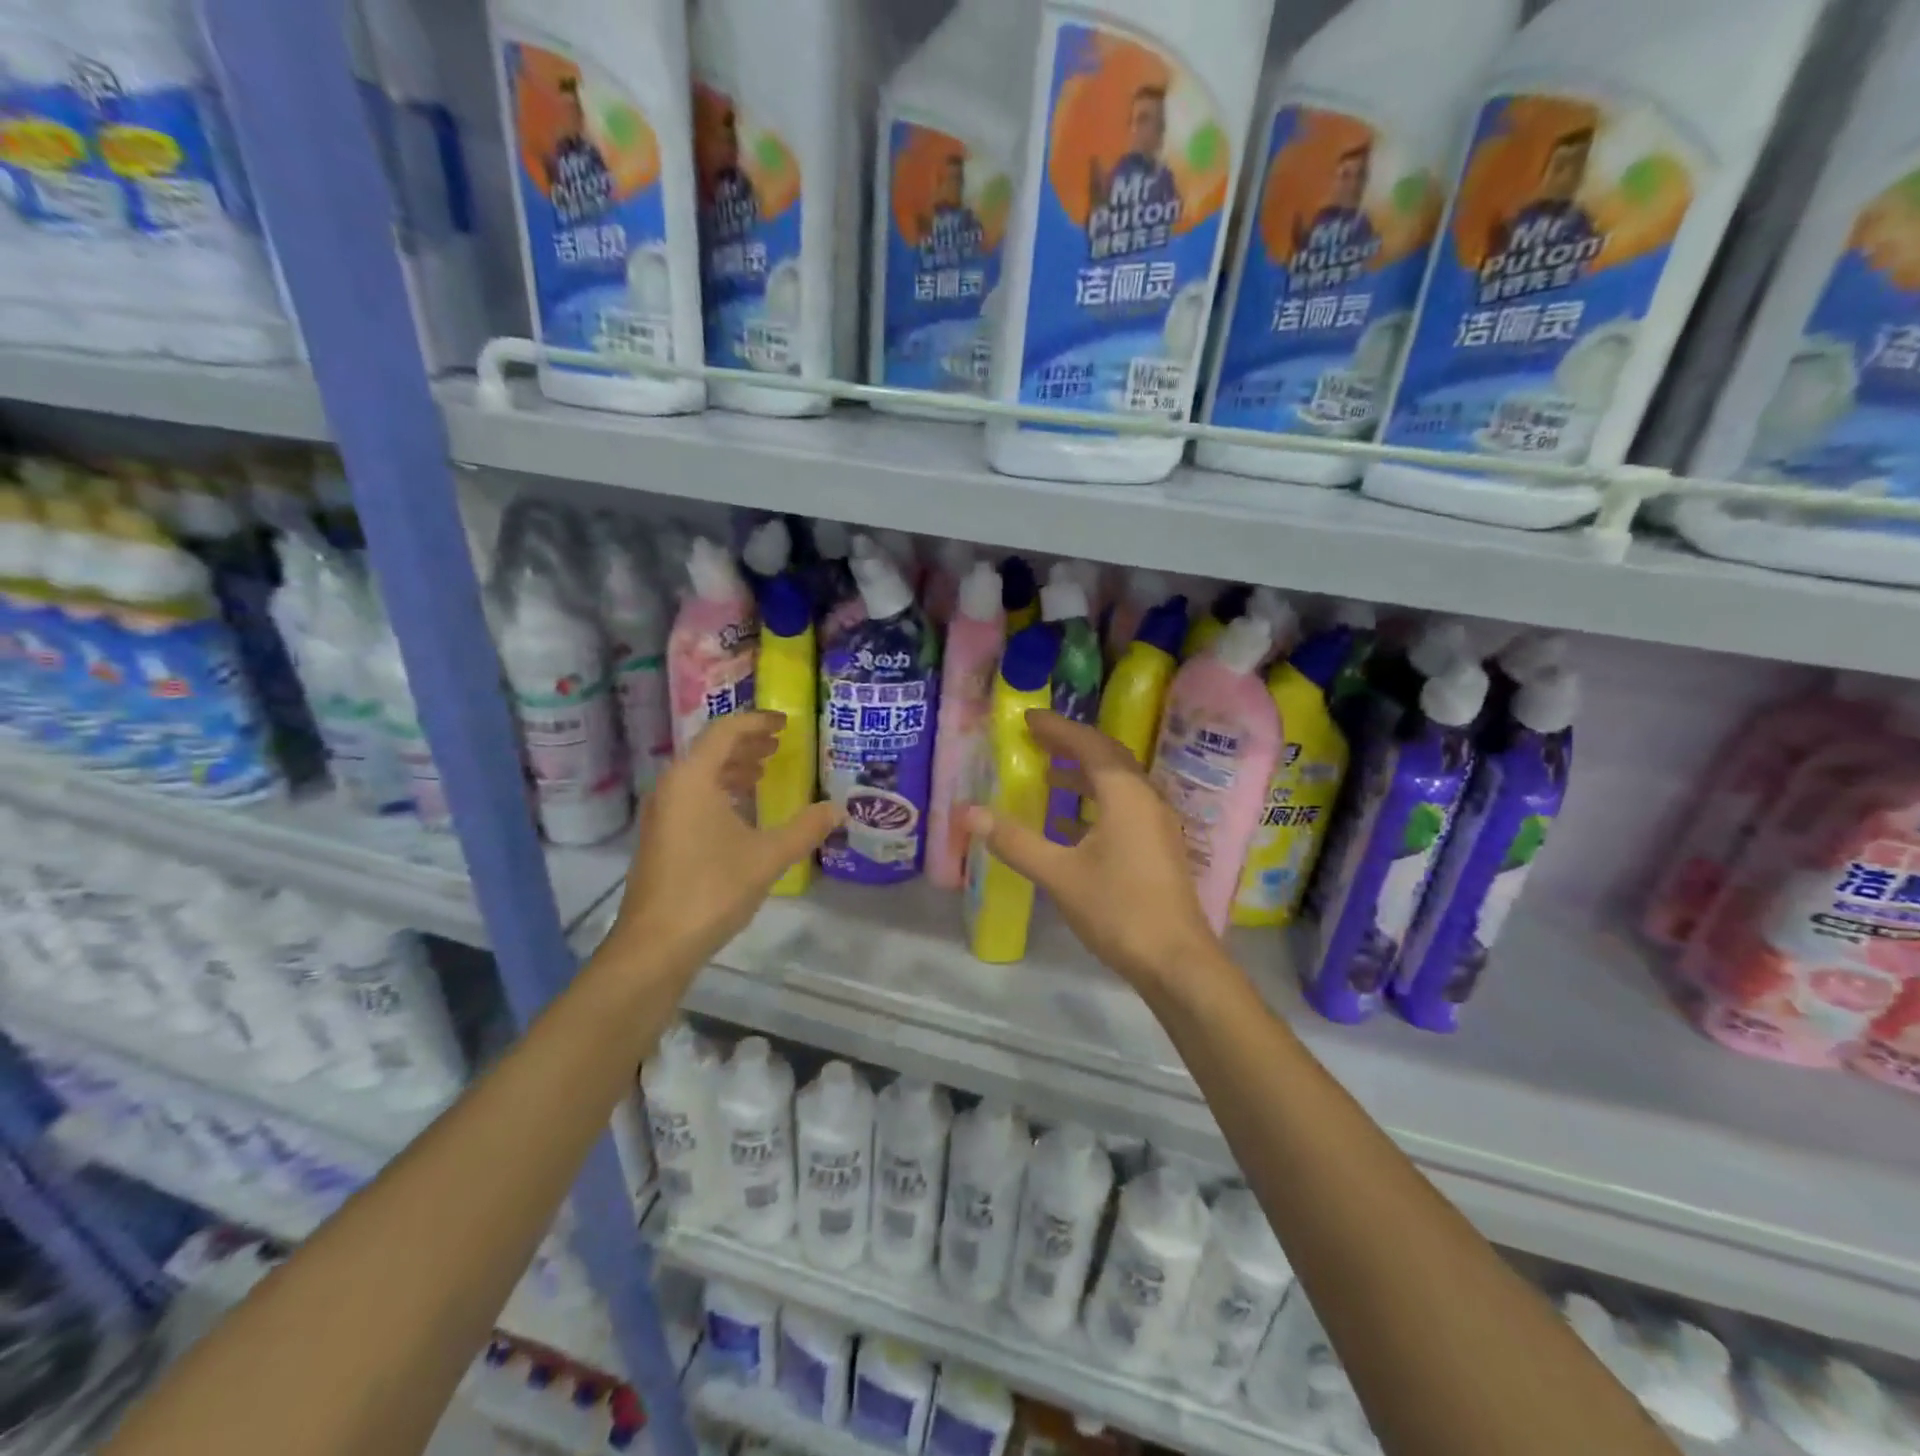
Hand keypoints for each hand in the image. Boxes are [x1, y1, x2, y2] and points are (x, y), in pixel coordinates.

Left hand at [610, 711, 839, 978]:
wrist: (656, 944)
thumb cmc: (712, 889)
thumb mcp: (768, 856)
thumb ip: (806, 828)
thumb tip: (839, 809)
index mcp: (693, 779)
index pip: (725, 732)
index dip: (757, 721)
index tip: (785, 723)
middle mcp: (672, 787)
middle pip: (710, 749)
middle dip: (746, 743)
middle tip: (779, 744)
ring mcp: (662, 812)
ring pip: (700, 774)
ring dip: (732, 767)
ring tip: (763, 772)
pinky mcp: (661, 836)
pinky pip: (693, 795)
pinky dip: (720, 790)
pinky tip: (741, 810)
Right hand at [964, 710, 1227, 999]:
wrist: (1176, 961)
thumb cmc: (1118, 910)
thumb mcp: (1059, 875)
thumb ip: (1015, 841)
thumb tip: (970, 812)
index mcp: (1125, 795)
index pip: (1090, 746)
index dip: (1058, 729)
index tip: (1027, 719)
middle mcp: (1145, 800)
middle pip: (1108, 758)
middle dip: (1071, 745)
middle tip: (1036, 740)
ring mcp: (1156, 824)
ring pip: (1117, 784)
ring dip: (1084, 774)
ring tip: (1048, 776)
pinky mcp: (1157, 847)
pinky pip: (1123, 807)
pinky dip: (1094, 801)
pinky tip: (1070, 822)